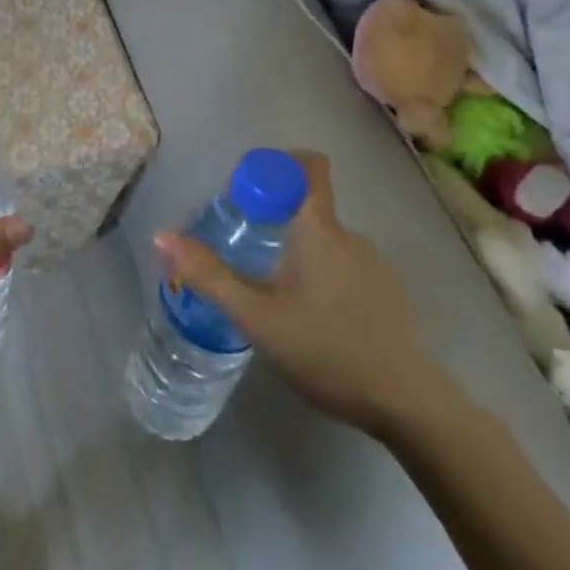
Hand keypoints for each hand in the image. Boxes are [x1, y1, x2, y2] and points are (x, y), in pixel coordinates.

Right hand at [154, 151, 448, 436]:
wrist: (407, 405)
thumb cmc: (326, 349)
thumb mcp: (256, 316)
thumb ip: (209, 275)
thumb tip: (162, 235)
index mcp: (319, 228)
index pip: (307, 165)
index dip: (277, 163)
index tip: (247, 190)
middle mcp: (350, 235)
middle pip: (307, 207)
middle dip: (273, 221)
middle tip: (244, 254)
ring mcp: (375, 265)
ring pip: (324, 242)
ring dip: (296, 254)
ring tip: (273, 295)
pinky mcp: (388, 294)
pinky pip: (345, 267)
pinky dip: (321, 277)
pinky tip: (311, 320)